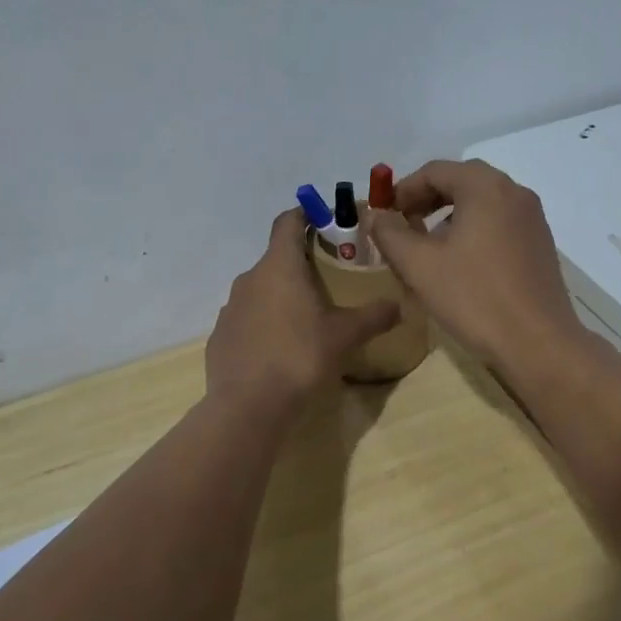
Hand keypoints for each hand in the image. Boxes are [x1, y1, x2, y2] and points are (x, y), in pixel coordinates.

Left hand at [206, 209, 400, 408]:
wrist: (248, 406)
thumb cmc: (299, 357)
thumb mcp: (344, 336)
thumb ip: (373, 316)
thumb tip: (399, 306)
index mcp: (279, 266)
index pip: (288, 222)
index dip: (305, 214)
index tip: (324, 220)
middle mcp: (249, 279)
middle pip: (276, 258)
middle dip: (301, 263)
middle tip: (330, 279)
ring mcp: (230, 308)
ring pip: (261, 290)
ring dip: (282, 295)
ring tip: (307, 318)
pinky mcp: (221, 336)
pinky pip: (247, 319)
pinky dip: (265, 323)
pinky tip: (281, 349)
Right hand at [366, 159, 586, 376]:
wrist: (538, 343)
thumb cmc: (474, 298)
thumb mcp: (420, 265)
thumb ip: (390, 233)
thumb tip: (376, 215)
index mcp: (486, 188)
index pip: (435, 171)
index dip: (403, 190)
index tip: (384, 215)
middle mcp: (514, 193)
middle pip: (461, 182)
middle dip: (426, 201)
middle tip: (402, 228)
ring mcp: (532, 219)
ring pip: (481, 204)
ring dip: (449, 217)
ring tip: (426, 249)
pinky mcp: (540, 244)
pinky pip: (498, 224)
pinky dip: (473, 232)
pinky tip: (459, 265)